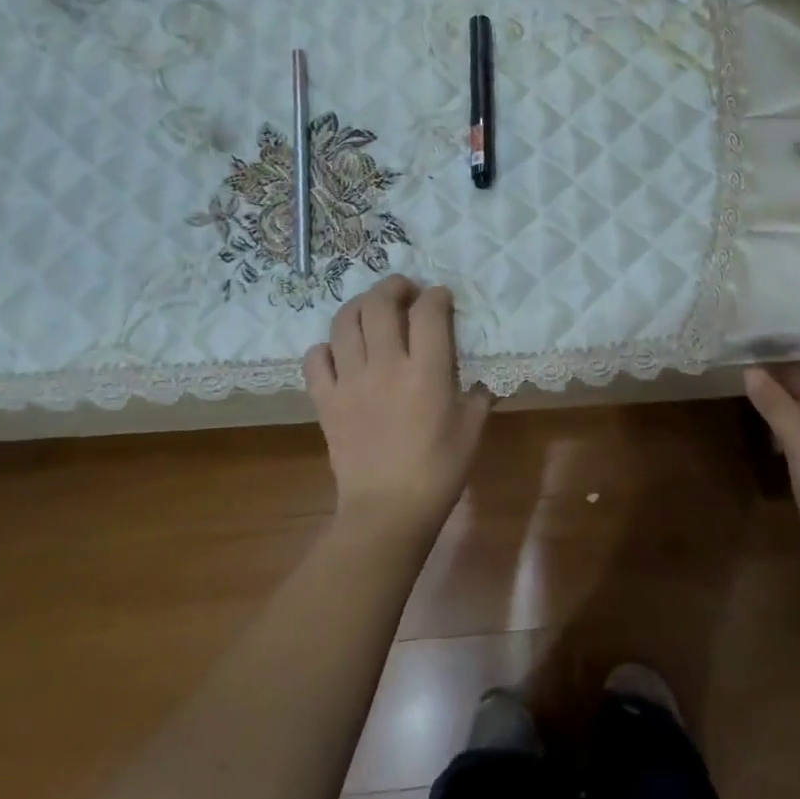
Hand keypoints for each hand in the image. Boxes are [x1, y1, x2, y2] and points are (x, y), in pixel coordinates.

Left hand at [305, 275, 491, 534]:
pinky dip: (326, 347)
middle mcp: (385, 366)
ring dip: (359, 305)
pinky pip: (315, 359)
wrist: (387, 512)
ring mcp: (350, 382)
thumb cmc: (439, 471)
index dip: (436, 295)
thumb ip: (480, 393)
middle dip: (394, 286)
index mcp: (426, 372)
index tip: (442, 298)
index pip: (429, 311)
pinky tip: (341, 352)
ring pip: (344, 322)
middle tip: (405, 291)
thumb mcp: (473, 428)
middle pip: (380, 304)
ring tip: (372, 310)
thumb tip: (484, 373)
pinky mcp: (326, 401)